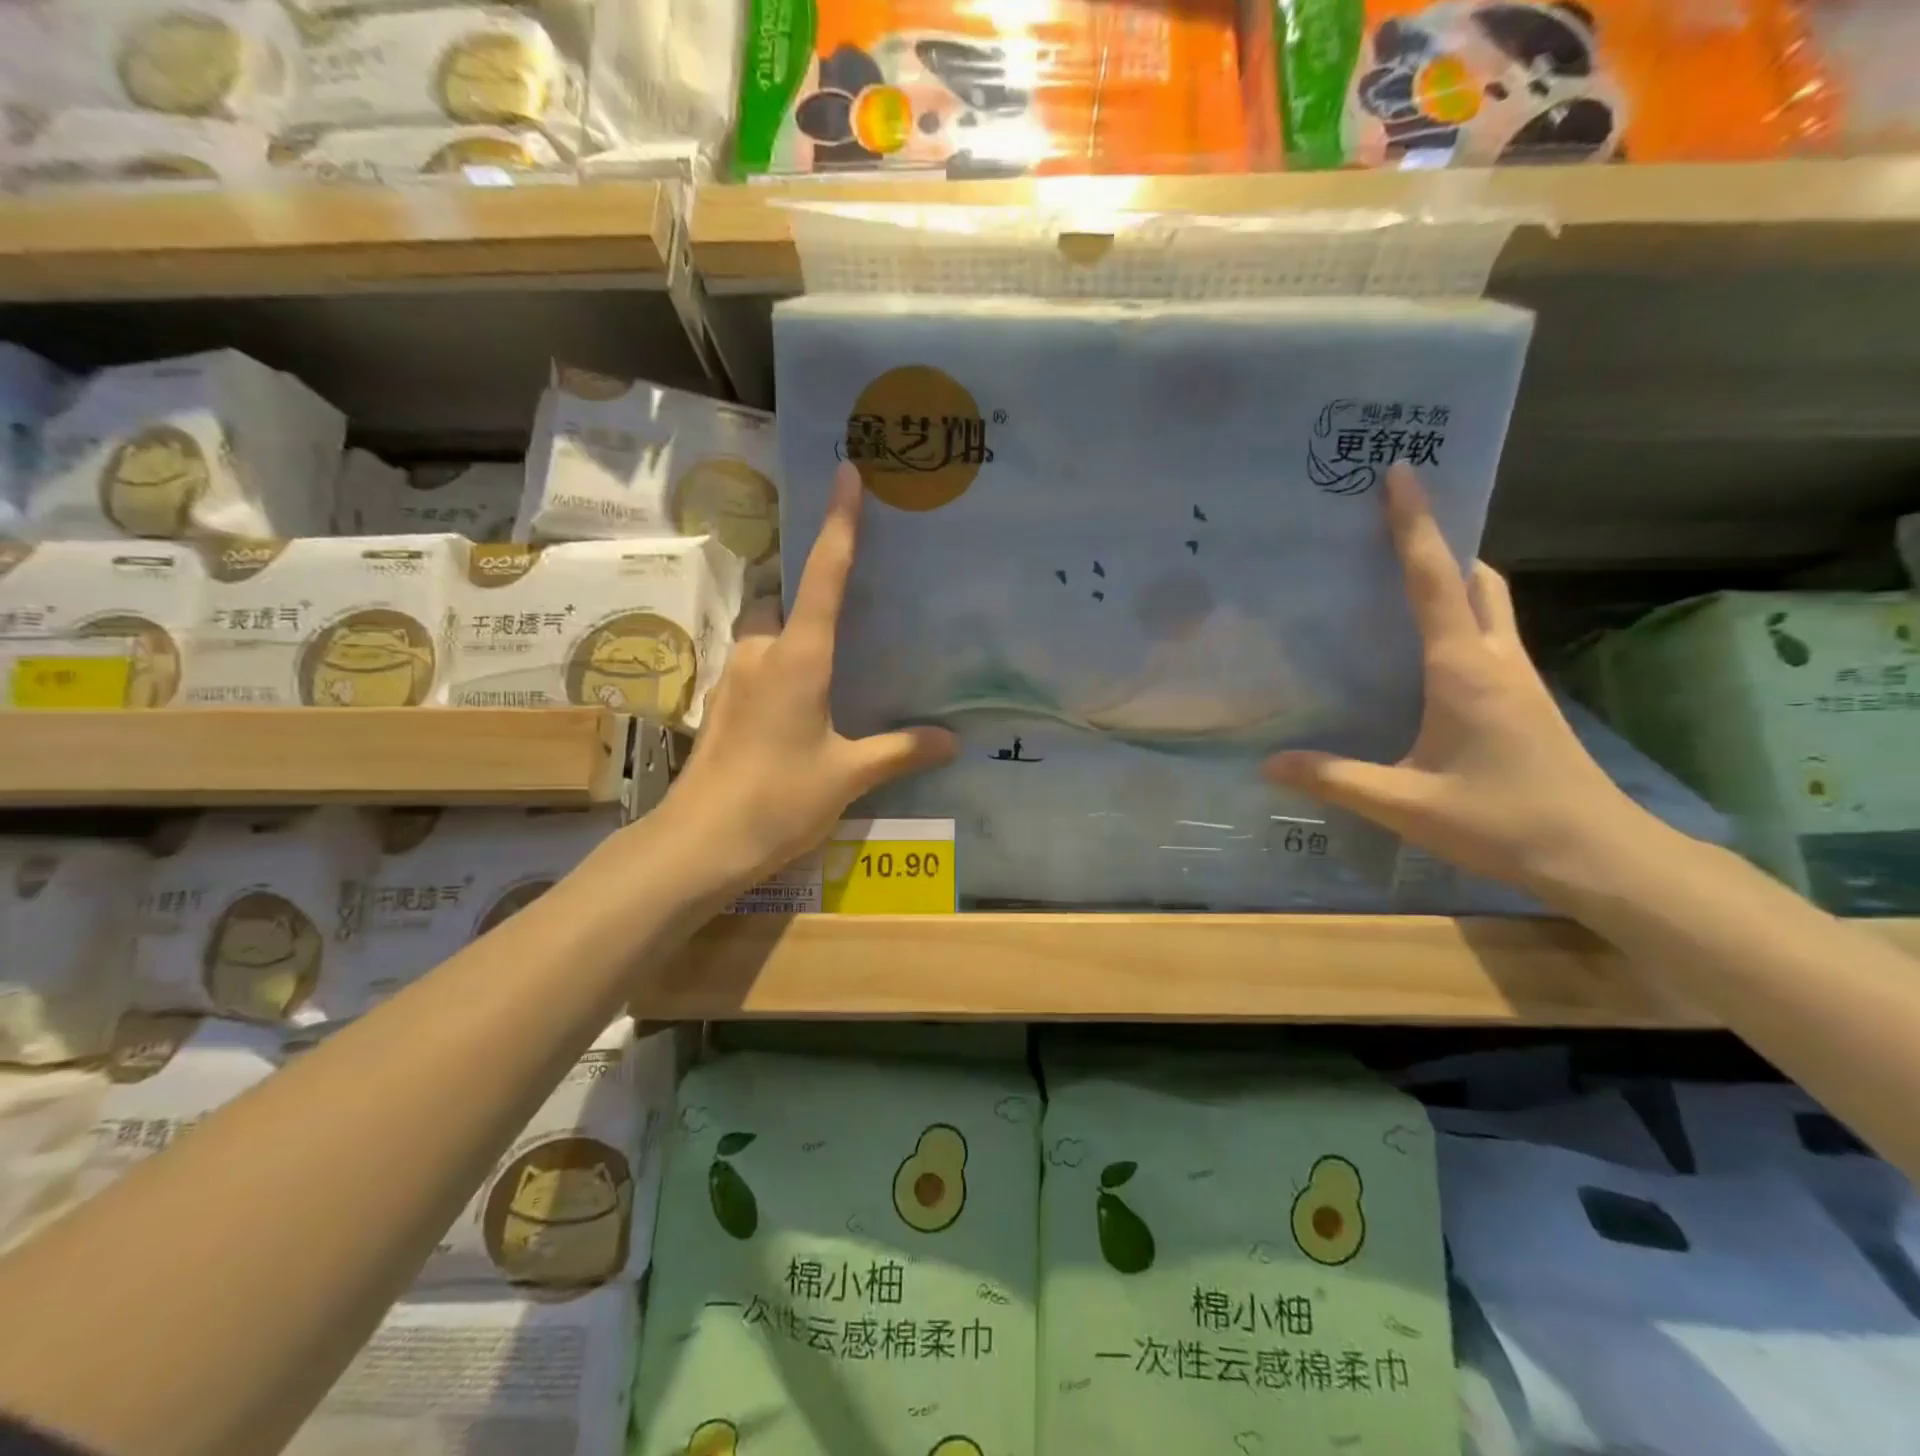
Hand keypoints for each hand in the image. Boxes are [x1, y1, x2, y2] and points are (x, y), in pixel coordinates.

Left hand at [653, 463, 956, 895]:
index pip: (824, 575)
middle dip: (807, 592)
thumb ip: (899, 751)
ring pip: (763, 630)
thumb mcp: (848, 775)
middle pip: (782, 596)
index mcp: (798, 657)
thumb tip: (951, 740)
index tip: (846, 471)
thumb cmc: (778, 799)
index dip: (839, 522)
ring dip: (789, 631)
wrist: (700, 843)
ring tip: (828, 663)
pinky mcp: (721, 704)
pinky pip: (754, 662)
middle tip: (847, 610)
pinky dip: (777, 664)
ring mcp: (734, 676)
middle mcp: (761, 652)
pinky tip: (799, 705)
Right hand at [1263, 465, 1651, 906]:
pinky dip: (1461, 615)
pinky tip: (1426, 646)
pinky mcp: (1523, 698)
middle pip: (1476, 578)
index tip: (1400, 473)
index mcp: (1463, 669)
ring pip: (1490, 603)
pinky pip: (1490, 634)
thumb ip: (1335, 779)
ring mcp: (1516, 677)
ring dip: (1456, 576)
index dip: (1414, 526)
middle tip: (1395, 527)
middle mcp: (1496, 658)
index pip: (1433, 582)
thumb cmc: (1501, 820)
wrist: (1597, 854)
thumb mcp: (1405, 803)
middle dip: (1442, 542)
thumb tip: (1268, 764)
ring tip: (1405, 575)